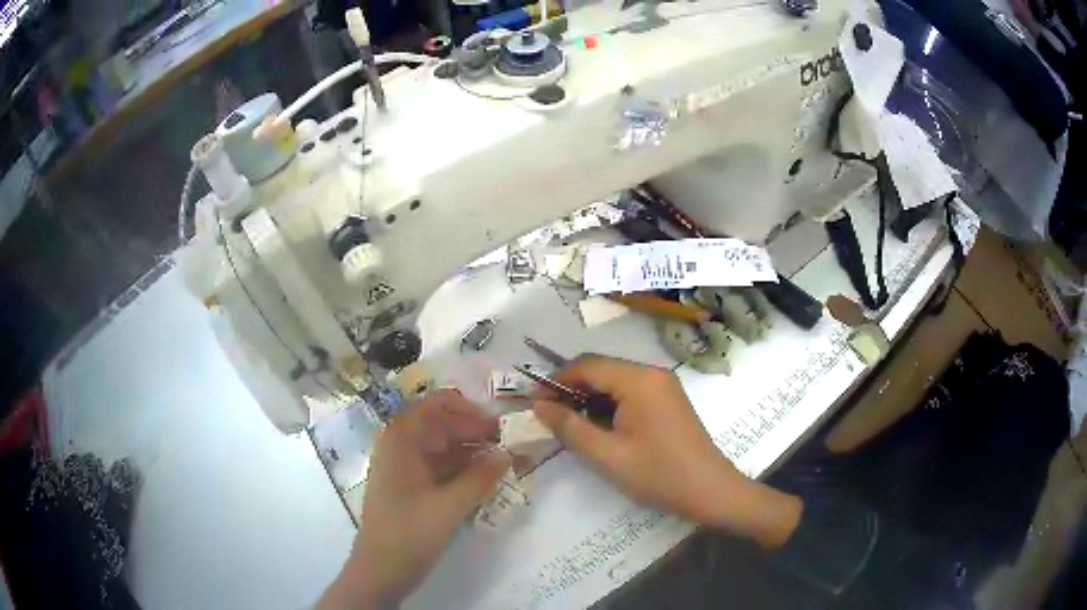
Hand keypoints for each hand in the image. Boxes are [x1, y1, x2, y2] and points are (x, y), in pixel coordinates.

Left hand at [320, 390, 510, 608]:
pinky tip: (482, 480)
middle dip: (471, 430)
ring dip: (468, 451)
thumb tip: (506, 454)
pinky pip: (436, 468)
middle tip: (505, 443)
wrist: (380, 570)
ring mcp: (401, 469)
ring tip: (500, 461)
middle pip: (438, 425)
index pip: (434, 405)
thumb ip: (480, 477)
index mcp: (401, 440)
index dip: (466, 409)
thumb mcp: (450, 505)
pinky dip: (458, 469)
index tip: (496, 423)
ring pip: (439, 448)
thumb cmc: (410, 533)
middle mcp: (398, 447)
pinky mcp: (407, 488)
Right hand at [532, 356, 800, 548]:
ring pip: (615, 381)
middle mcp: (652, 373)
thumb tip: (539, 406)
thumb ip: (570, 427)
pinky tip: (598, 426)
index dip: (555, 381)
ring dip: (589, 397)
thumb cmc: (658, 474)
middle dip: (571, 388)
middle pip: (601, 369)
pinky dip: (609, 404)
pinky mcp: (668, 400)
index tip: (532, 402)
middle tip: (547, 416)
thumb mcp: (607, 455)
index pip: (586, 365)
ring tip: (568, 424)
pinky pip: (630, 392)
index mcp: (639, 380)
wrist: (710, 490)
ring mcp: (663, 385)